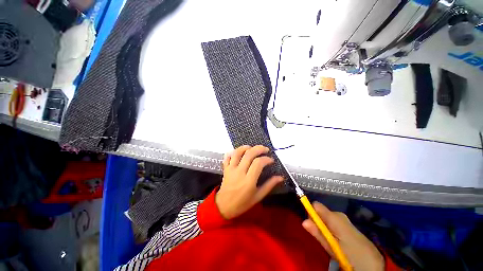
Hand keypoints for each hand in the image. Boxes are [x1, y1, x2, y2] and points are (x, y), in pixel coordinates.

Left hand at [216, 145, 283, 219]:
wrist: (224, 207)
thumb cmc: (242, 203)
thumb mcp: (258, 196)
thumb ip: (269, 185)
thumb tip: (280, 177)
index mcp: (249, 181)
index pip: (258, 163)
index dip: (266, 159)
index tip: (271, 160)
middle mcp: (239, 172)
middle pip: (249, 154)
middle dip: (259, 149)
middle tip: (265, 150)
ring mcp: (231, 169)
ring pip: (238, 152)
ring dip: (246, 147)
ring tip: (252, 148)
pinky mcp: (225, 168)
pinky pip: (228, 157)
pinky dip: (233, 152)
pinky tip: (239, 152)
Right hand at [302, 202, 383, 270]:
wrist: (372, 262)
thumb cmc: (350, 254)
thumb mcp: (332, 247)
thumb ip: (318, 233)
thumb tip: (303, 221)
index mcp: (334, 217)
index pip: (315, 205)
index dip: (311, 213)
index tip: (312, 225)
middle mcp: (338, 214)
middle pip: (320, 211)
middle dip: (318, 222)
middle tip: (323, 237)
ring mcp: (344, 218)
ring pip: (326, 217)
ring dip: (324, 226)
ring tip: (331, 241)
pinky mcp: (347, 223)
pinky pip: (333, 221)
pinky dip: (331, 228)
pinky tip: (337, 240)